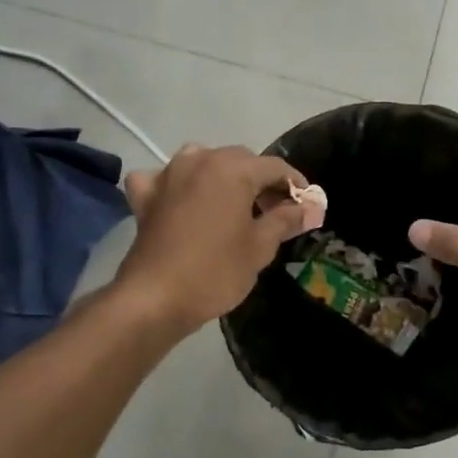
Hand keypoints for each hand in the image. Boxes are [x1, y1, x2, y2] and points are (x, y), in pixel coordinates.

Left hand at [113, 145, 309, 332]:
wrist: (154, 298)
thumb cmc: (215, 271)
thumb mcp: (260, 247)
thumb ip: (286, 220)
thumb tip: (311, 208)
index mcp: (233, 169)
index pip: (275, 167)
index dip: (295, 184)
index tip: (307, 205)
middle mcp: (200, 160)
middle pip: (241, 160)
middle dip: (261, 181)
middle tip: (275, 212)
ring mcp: (169, 174)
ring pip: (204, 162)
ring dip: (222, 177)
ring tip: (234, 205)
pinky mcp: (146, 195)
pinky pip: (165, 179)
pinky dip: (177, 185)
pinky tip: (181, 201)